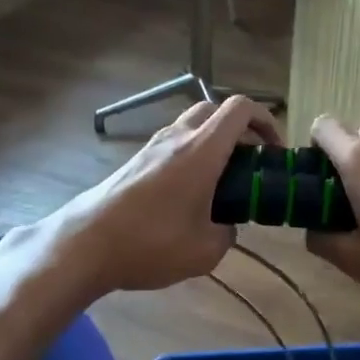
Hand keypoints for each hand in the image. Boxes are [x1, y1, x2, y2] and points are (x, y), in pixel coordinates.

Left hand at [53, 95, 282, 294]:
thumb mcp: (205, 251)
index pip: (240, 109)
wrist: (84, 244)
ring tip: (223, 181)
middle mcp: (178, 138)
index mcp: (202, 150)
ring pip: (192, 126)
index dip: (266, 120)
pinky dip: (192, 155)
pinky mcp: (136, 161)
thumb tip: (226, 226)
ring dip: (214, 141)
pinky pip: (174, 144)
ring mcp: (152, 146)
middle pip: (216, 110)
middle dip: (241, 128)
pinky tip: (190, 194)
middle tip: (251, 160)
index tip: (275, 149)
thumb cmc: (150, 243)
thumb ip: (227, 233)